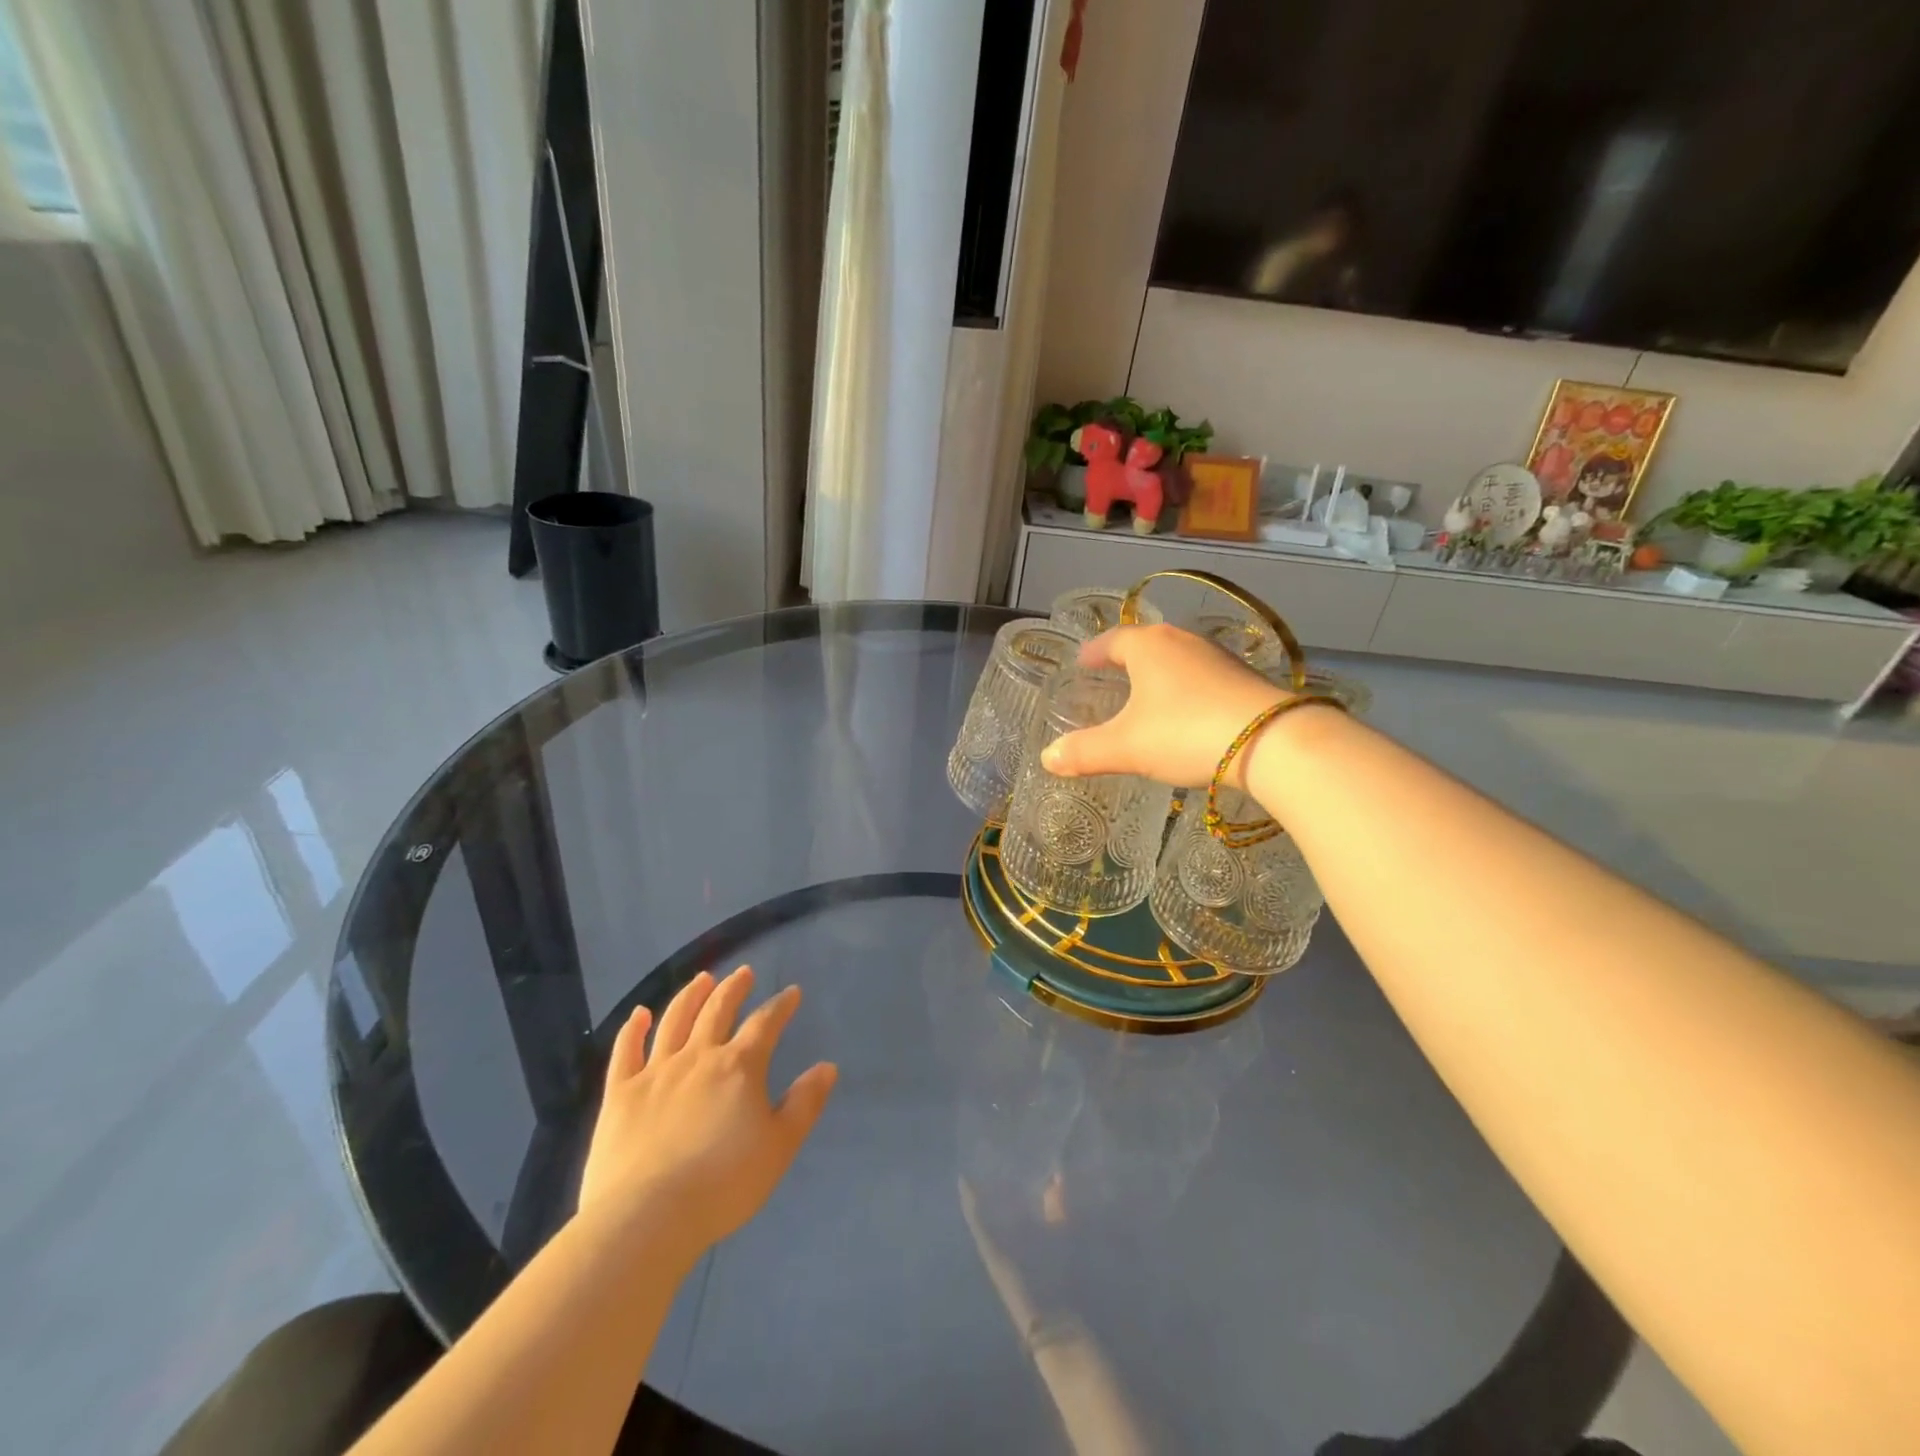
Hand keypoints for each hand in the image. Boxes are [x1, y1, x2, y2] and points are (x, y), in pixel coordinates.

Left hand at [578, 966, 836, 1259]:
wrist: (647, 1217)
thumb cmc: (723, 1184)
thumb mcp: (779, 1147)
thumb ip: (804, 1104)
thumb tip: (827, 1067)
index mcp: (739, 1067)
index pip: (765, 1024)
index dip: (780, 1006)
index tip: (792, 993)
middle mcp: (698, 1057)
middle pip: (718, 1011)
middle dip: (734, 988)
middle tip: (744, 972)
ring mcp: (655, 1072)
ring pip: (675, 1020)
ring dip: (690, 995)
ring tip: (702, 978)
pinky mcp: (620, 1093)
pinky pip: (626, 1052)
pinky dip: (633, 1029)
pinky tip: (639, 1014)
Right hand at [1039, 624, 1289, 787]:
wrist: (1272, 741)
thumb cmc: (1185, 733)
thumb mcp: (1126, 747)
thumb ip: (1084, 752)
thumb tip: (1047, 758)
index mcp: (1149, 646)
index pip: (1112, 640)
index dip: (1094, 652)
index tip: (1082, 663)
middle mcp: (1183, 641)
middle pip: (1147, 644)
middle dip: (1127, 659)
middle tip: (1110, 676)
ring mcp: (1218, 657)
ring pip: (1177, 659)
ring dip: (1159, 674)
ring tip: (1146, 694)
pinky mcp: (1244, 678)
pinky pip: (1202, 677)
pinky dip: (1186, 689)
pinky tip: (1187, 712)